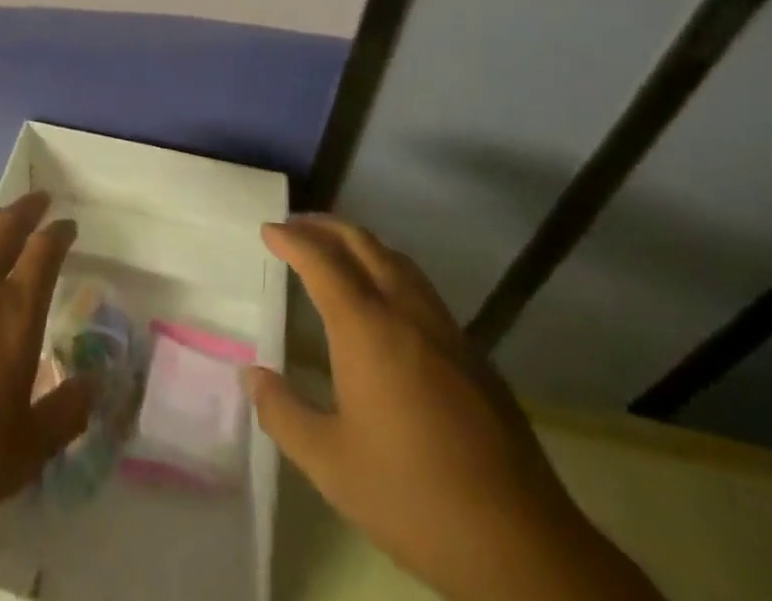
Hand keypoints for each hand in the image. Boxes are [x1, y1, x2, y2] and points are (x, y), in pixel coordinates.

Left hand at [0, 191, 93, 547]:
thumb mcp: (28, 451)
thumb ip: (66, 412)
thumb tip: (94, 384)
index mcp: (14, 314)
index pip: (44, 251)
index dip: (59, 232)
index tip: (68, 226)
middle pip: (4, 227)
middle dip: (26, 208)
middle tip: (39, 201)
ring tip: (0, 218)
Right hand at [246, 217, 660, 600]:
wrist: (522, 545)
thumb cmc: (414, 497)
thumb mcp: (331, 464)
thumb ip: (283, 413)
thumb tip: (250, 375)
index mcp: (366, 327)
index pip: (321, 261)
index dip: (292, 240)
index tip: (268, 230)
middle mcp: (406, 311)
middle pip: (362, 243)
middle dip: (325, 227)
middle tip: (295, 227)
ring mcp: (445, 328)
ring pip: (397, 260)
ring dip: (360, 243)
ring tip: (336, 251)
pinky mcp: (472, 352)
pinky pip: (421, 286)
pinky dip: (389, 269)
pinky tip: (385, 299)